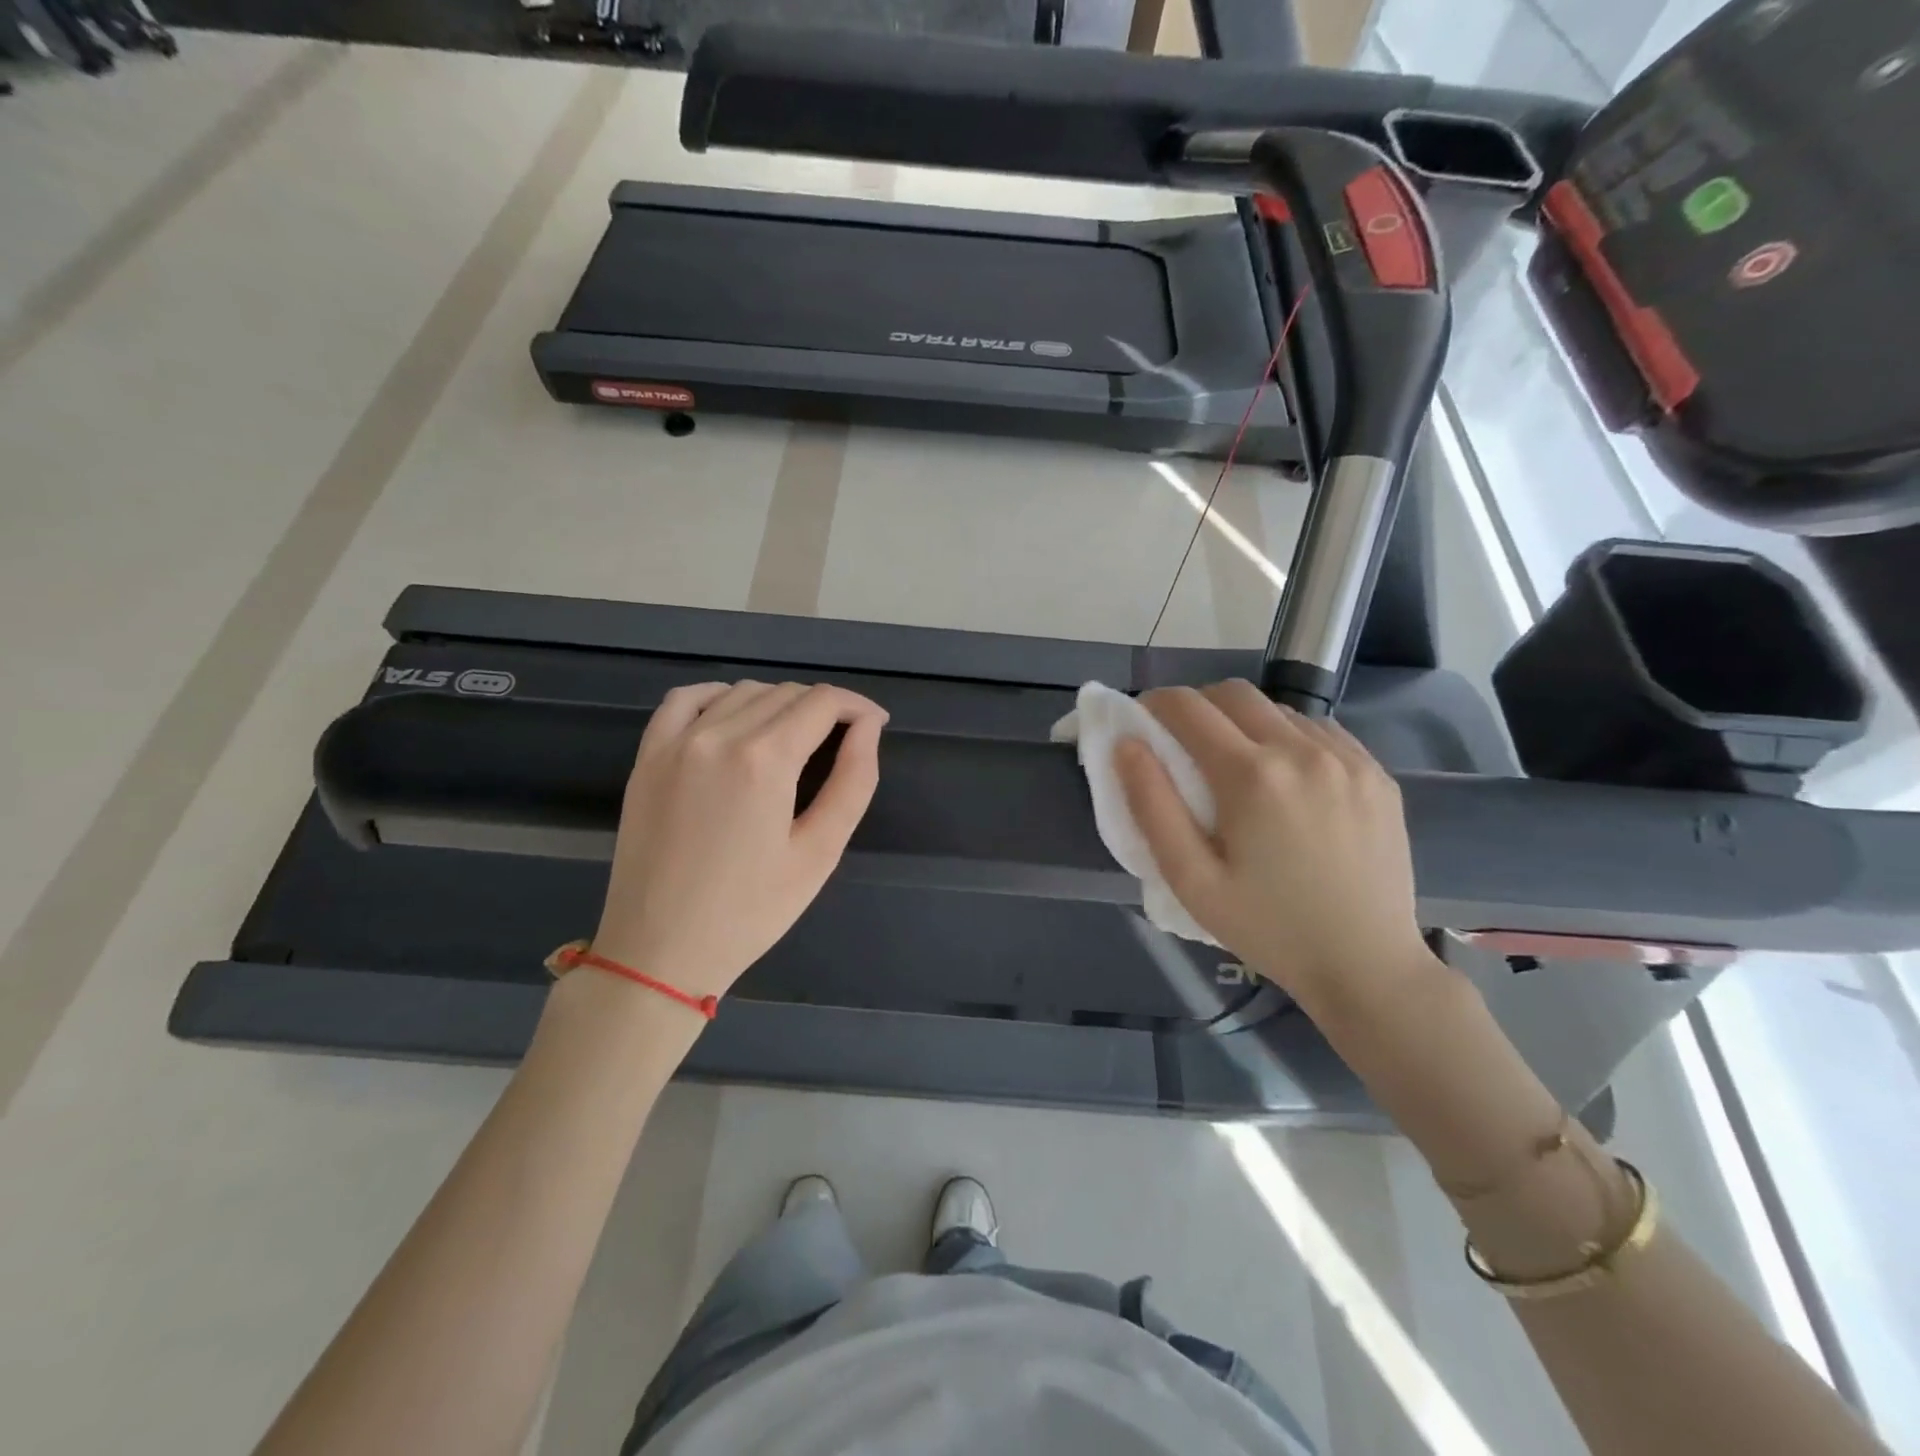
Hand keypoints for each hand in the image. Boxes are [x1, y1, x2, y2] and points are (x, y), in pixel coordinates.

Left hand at [591, 681, 887, 1000]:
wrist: (660, 951)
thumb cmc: (751, 911)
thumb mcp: (820, 853)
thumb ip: (853, 781)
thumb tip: (868, 727)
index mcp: (764, 760)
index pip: (822, 702)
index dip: (857, 706)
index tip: (875, 724)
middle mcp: (718, 735)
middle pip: (785, 693)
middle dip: (824, 708)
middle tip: (843, 740)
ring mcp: (675, 743)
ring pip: (742, 692)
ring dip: (778, 703)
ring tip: (796, 737)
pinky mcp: (647, 757)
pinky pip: (685, 700)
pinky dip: (719, 696)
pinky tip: (735, 717)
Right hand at [1115, 680, 1433, 1005]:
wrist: (1367, 966)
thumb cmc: (1267, 928)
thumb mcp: (1191, 879)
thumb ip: (1152, 806)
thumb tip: (1127, 745)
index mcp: (1252, 775)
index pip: (1188, 707)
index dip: (1154, 705)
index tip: (1141, 722)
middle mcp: (1302, 750)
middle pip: (1233, 693)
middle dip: (1197, 705)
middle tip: (1182, 742)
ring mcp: (1347, 758)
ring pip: (1278, 709)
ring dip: (1244, 722)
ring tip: (1236, 767)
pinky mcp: (1376, 774)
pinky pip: (1320, 730)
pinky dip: (1288, 737)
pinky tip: (1286, 780)